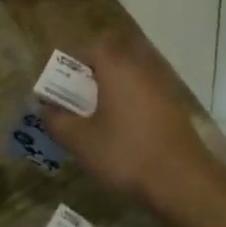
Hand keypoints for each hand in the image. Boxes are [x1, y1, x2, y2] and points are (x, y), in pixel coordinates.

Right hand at [42, 37, 225, 211]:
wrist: (181, 181)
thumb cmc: (125, 153)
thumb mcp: (80, 141)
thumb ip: (57, 121)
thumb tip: (44, 108)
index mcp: (117, 68)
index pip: (93, 45)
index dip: (73, 59)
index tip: (59, 81)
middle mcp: (142, 69)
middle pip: (114, 57)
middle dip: (92, 72)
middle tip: (75, 97)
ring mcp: (162, 88)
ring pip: (130, 75)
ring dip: (111, 87)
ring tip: (94, 114)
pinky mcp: (173, 108)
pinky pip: (144, 93)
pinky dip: (128, 102)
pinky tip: (120, 128)